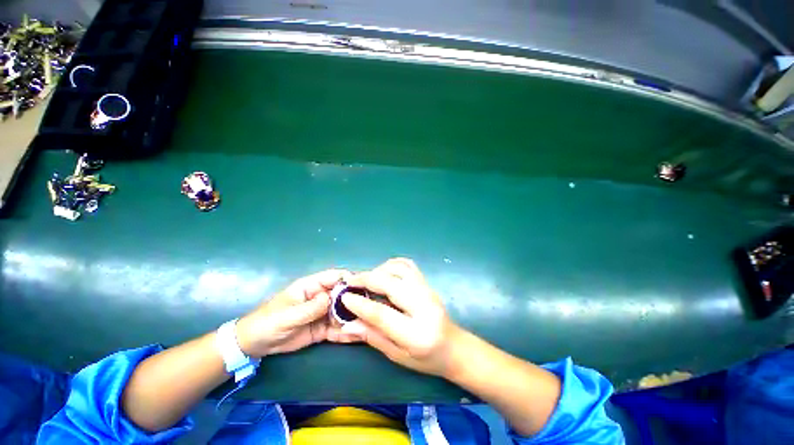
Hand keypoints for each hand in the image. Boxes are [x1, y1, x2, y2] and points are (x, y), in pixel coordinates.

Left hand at [236, 269, 354, 357]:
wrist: (254, 345)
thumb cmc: (267, 323)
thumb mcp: (287, 316)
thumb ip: (309, 308)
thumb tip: (331, 298)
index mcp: (311, 286)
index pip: (334, 277)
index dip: (349, 279)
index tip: (363, 287)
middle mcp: (320, 297)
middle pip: (342, 294)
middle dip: (355, 300)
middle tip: (368, 309)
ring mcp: (322, 313)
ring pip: (342, 312)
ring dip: (353, 317)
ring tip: (365, 325)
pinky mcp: (322, 329)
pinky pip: (337, 329)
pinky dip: (346, 332)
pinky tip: (356, 336)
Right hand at [339, 258, 464, 377]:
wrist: (454, 347)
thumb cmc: (426, 358)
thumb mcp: (397, 355)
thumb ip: (373, 337)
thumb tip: (348, 323)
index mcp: (416, 333)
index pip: (383, 314)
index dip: (360, 304)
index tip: (344, 297)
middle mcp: (424, 306)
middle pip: (391, 284)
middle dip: (367, 279)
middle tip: (351, 282)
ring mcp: (428, 290)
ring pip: (400, 268)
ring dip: (379, 270)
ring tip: (367, 279)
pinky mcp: (428, 283)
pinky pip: (408, 265)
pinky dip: (392, 265)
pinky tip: (384, 272)